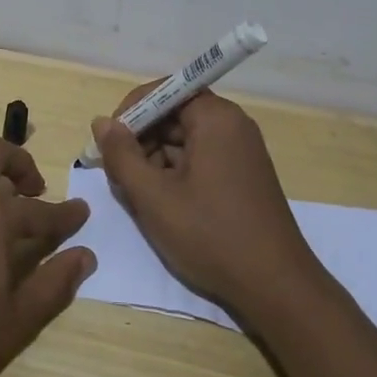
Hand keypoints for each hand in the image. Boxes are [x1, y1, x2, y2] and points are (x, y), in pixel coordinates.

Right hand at [93, 86, 319, 316]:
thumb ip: (122, 155)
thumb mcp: (154, 197)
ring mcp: (241, 151)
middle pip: (174, 114)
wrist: (275, 286)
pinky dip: (175, 173)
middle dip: (140, 139)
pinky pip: (200, 159)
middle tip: (117, 174)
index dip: (131, 111)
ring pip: (184, 140)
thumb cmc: (210, 235)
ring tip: (135, 194)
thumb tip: (101, 123)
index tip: (108, 142)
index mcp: (215, 118)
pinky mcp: (242, 175)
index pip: (164, 91)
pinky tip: (161, 203)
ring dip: (154, 160)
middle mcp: (232, 125)